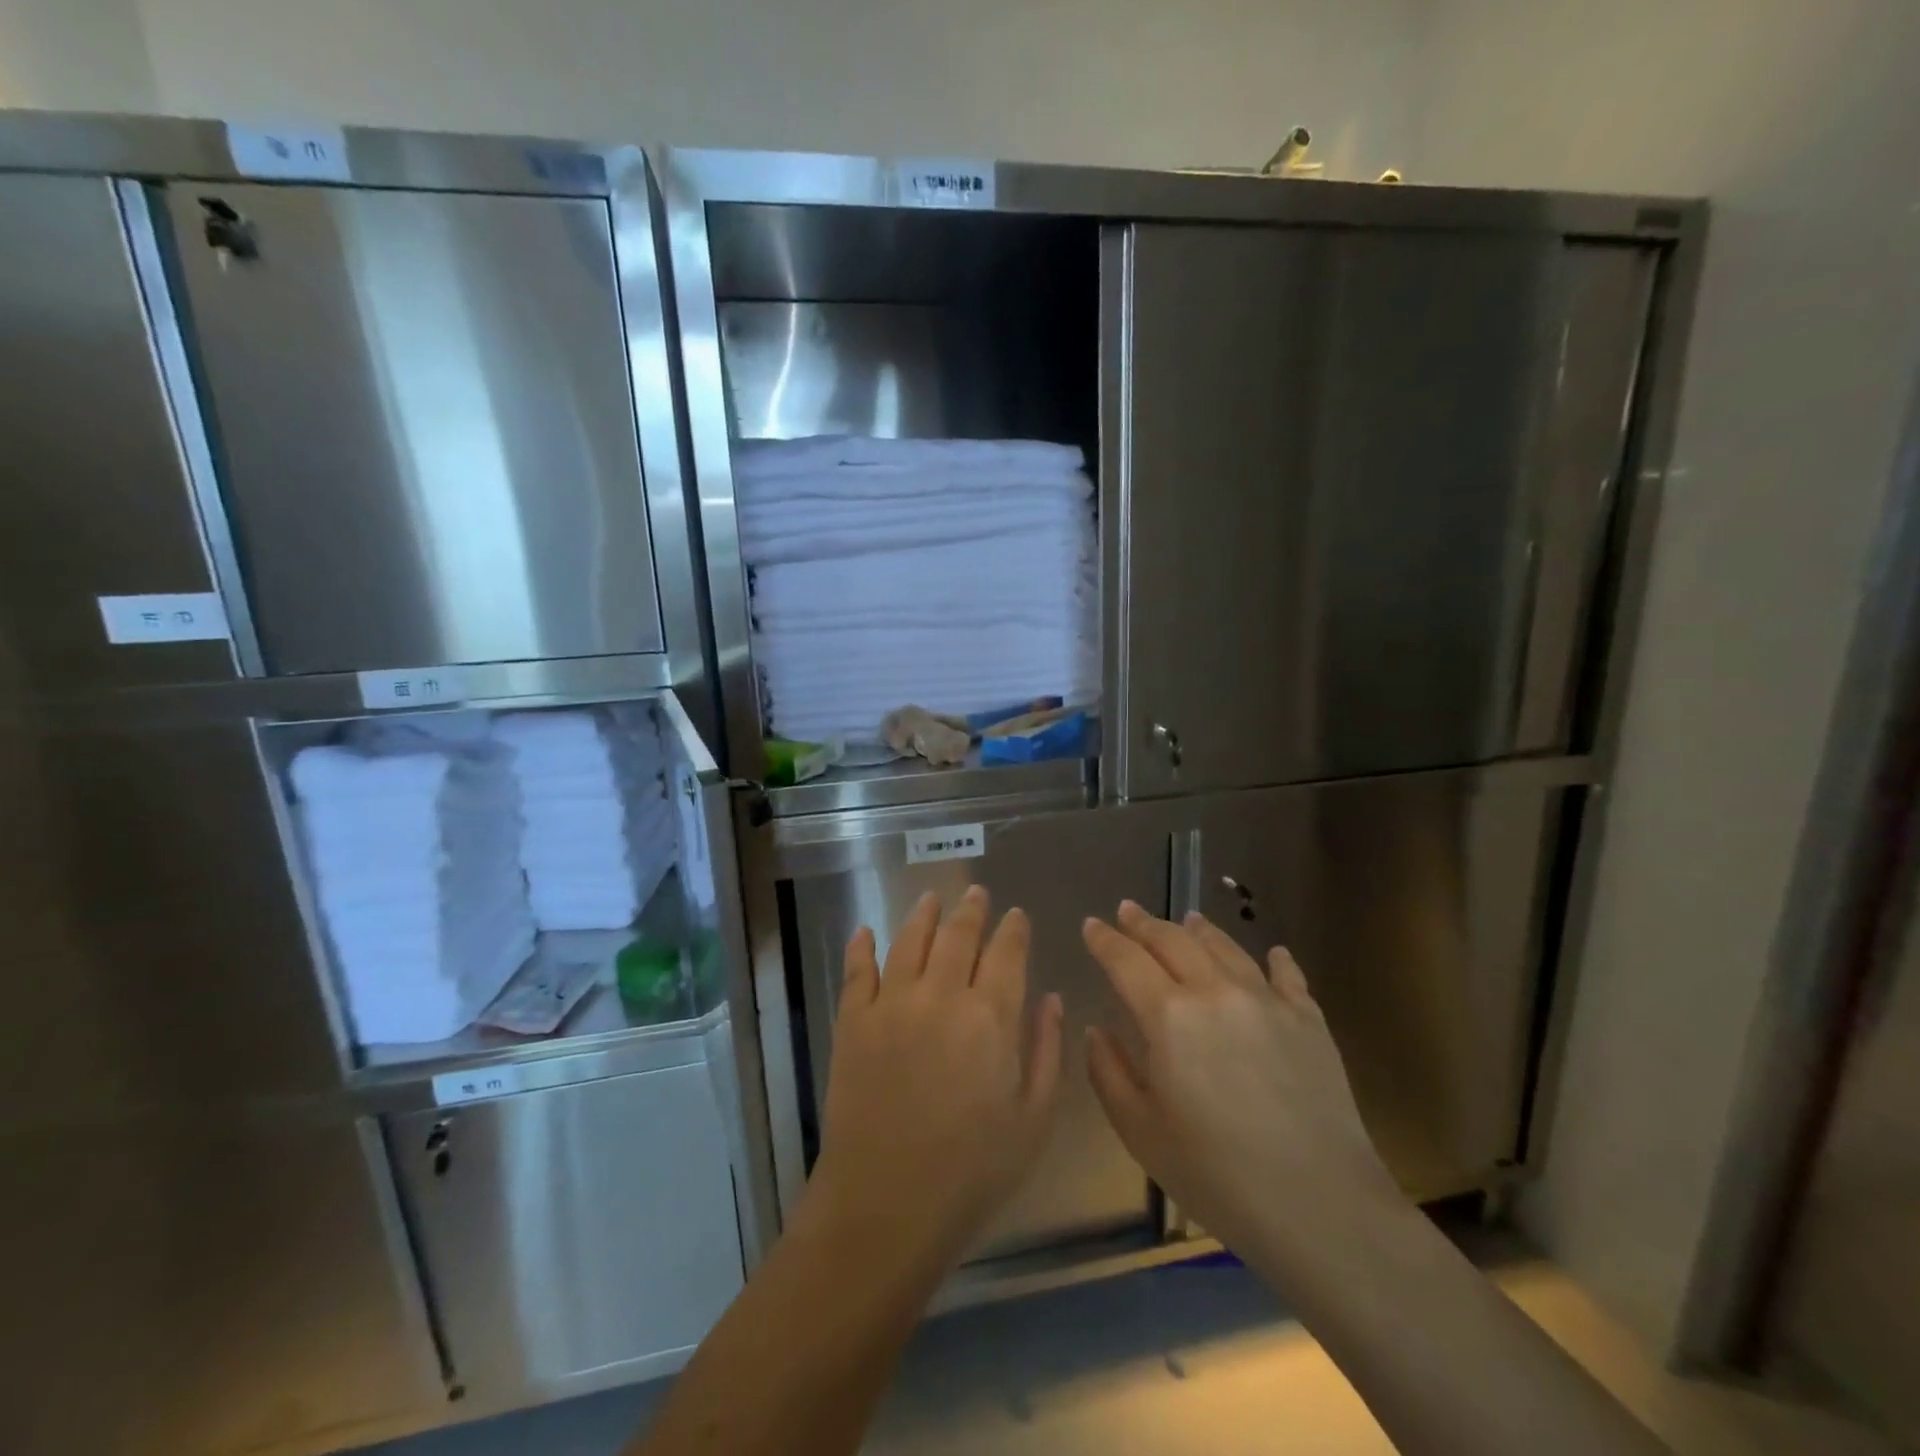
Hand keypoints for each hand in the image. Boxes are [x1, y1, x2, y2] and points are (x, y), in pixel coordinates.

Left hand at [803, 887, 1064, 1273]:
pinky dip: (861, 946)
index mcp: (990, 1016)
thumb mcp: (1034, 1119)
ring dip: (923, 914)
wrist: (886, 1204)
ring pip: (909, 940)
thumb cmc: (972, 1171)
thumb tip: (1052, 999)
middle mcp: (941, 994)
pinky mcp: (853, 1021)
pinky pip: (857, 970)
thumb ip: (1047, 1051)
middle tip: (977, 893)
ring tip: (931, 899)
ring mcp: (892, 1003)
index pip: (1006, 953)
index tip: (1016, 915)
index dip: (1013, 929)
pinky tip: (864, 931)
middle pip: (958, 935)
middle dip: (971, 910)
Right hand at [1082, 902, 1402, 1286]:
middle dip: (1144, 923)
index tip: (1091, 924)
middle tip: (1128, 910)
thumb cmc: (1218, 1176)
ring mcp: (1267, 1000)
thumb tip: (1098, 1031)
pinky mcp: (1309, 1019)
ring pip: (1226, 948)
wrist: (1322, 1207)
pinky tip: (1274, 953)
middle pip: (1173, 941)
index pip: (1126, 961)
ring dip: (1199, 930)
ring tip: (1187, 919)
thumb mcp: (1141, 1133)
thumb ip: (1109, 1074)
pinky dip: (1276, 959)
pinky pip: (1287, 975)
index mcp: (1169, 1016)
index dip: (1104, 940)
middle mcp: (1215, 992)